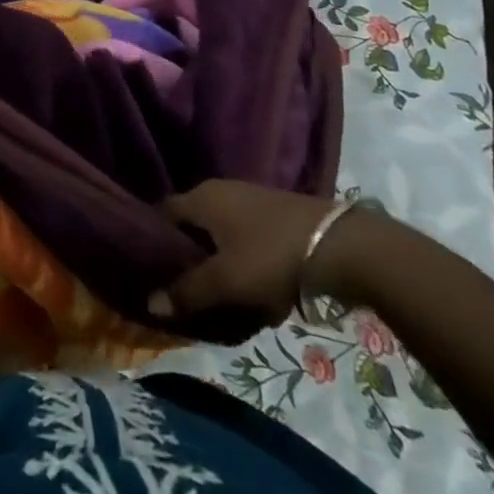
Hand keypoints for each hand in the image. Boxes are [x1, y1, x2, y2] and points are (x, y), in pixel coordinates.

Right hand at [148, 179, 381, 325]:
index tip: (149, 271)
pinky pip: (245, 239)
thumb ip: (187, 292)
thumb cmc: (271, 257)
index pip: (162, 213)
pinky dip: (241, 261)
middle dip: (186, 257)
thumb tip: (150, 303)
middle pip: (191, 225)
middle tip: (182, 289)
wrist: (343, 247)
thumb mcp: (225, 282)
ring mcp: (251, 200)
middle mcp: (221, 191)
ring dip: (217, 262)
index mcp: (202, 197)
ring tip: (217, 296)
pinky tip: (250, 288)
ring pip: (220, 234)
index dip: (152, 241)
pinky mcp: (276, 216)